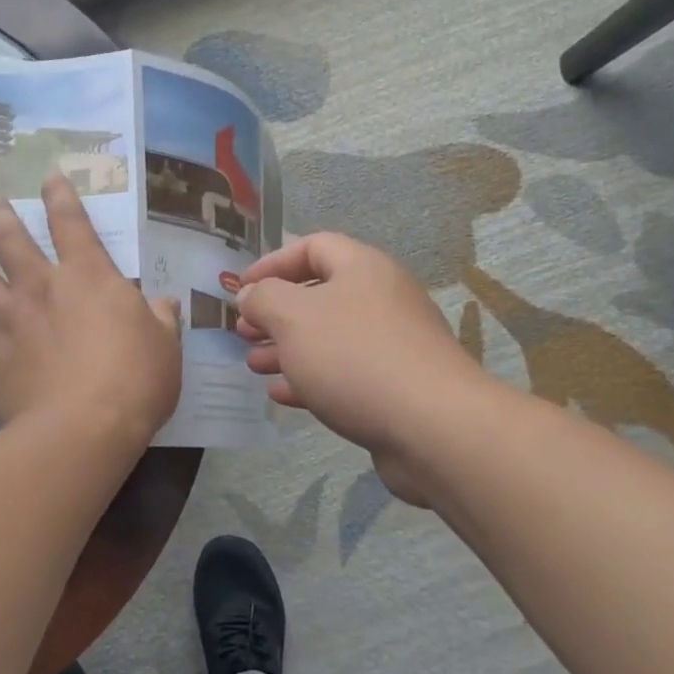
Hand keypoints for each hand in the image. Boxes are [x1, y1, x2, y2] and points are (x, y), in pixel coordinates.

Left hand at [0, 176, 181, 451]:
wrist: (85, 428)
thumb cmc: (135, 380)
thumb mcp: (165, 346)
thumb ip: (161, 320)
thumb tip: (165, 304)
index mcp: (88, 276)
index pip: (71, 223)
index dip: (60, 197)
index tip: (48, 177)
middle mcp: (41, 287)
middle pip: (12, 240)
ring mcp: (8, 320)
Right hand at [237, 234, 485, 505]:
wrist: (433, 426)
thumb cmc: (354, 356)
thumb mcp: (294, 318)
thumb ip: (264, 298)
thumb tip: (252, 293)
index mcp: (363, 268)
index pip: (313, 246)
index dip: (273, 262)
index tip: (241, 288)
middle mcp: (382, 298)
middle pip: (321, 295)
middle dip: (276, 313)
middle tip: (244, 331)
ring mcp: (393, 344)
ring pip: (330, 337)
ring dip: (288, 348)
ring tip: (254, 364)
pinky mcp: (397, 385)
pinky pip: (346, 373)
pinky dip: (312, 379)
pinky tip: (282, 394)